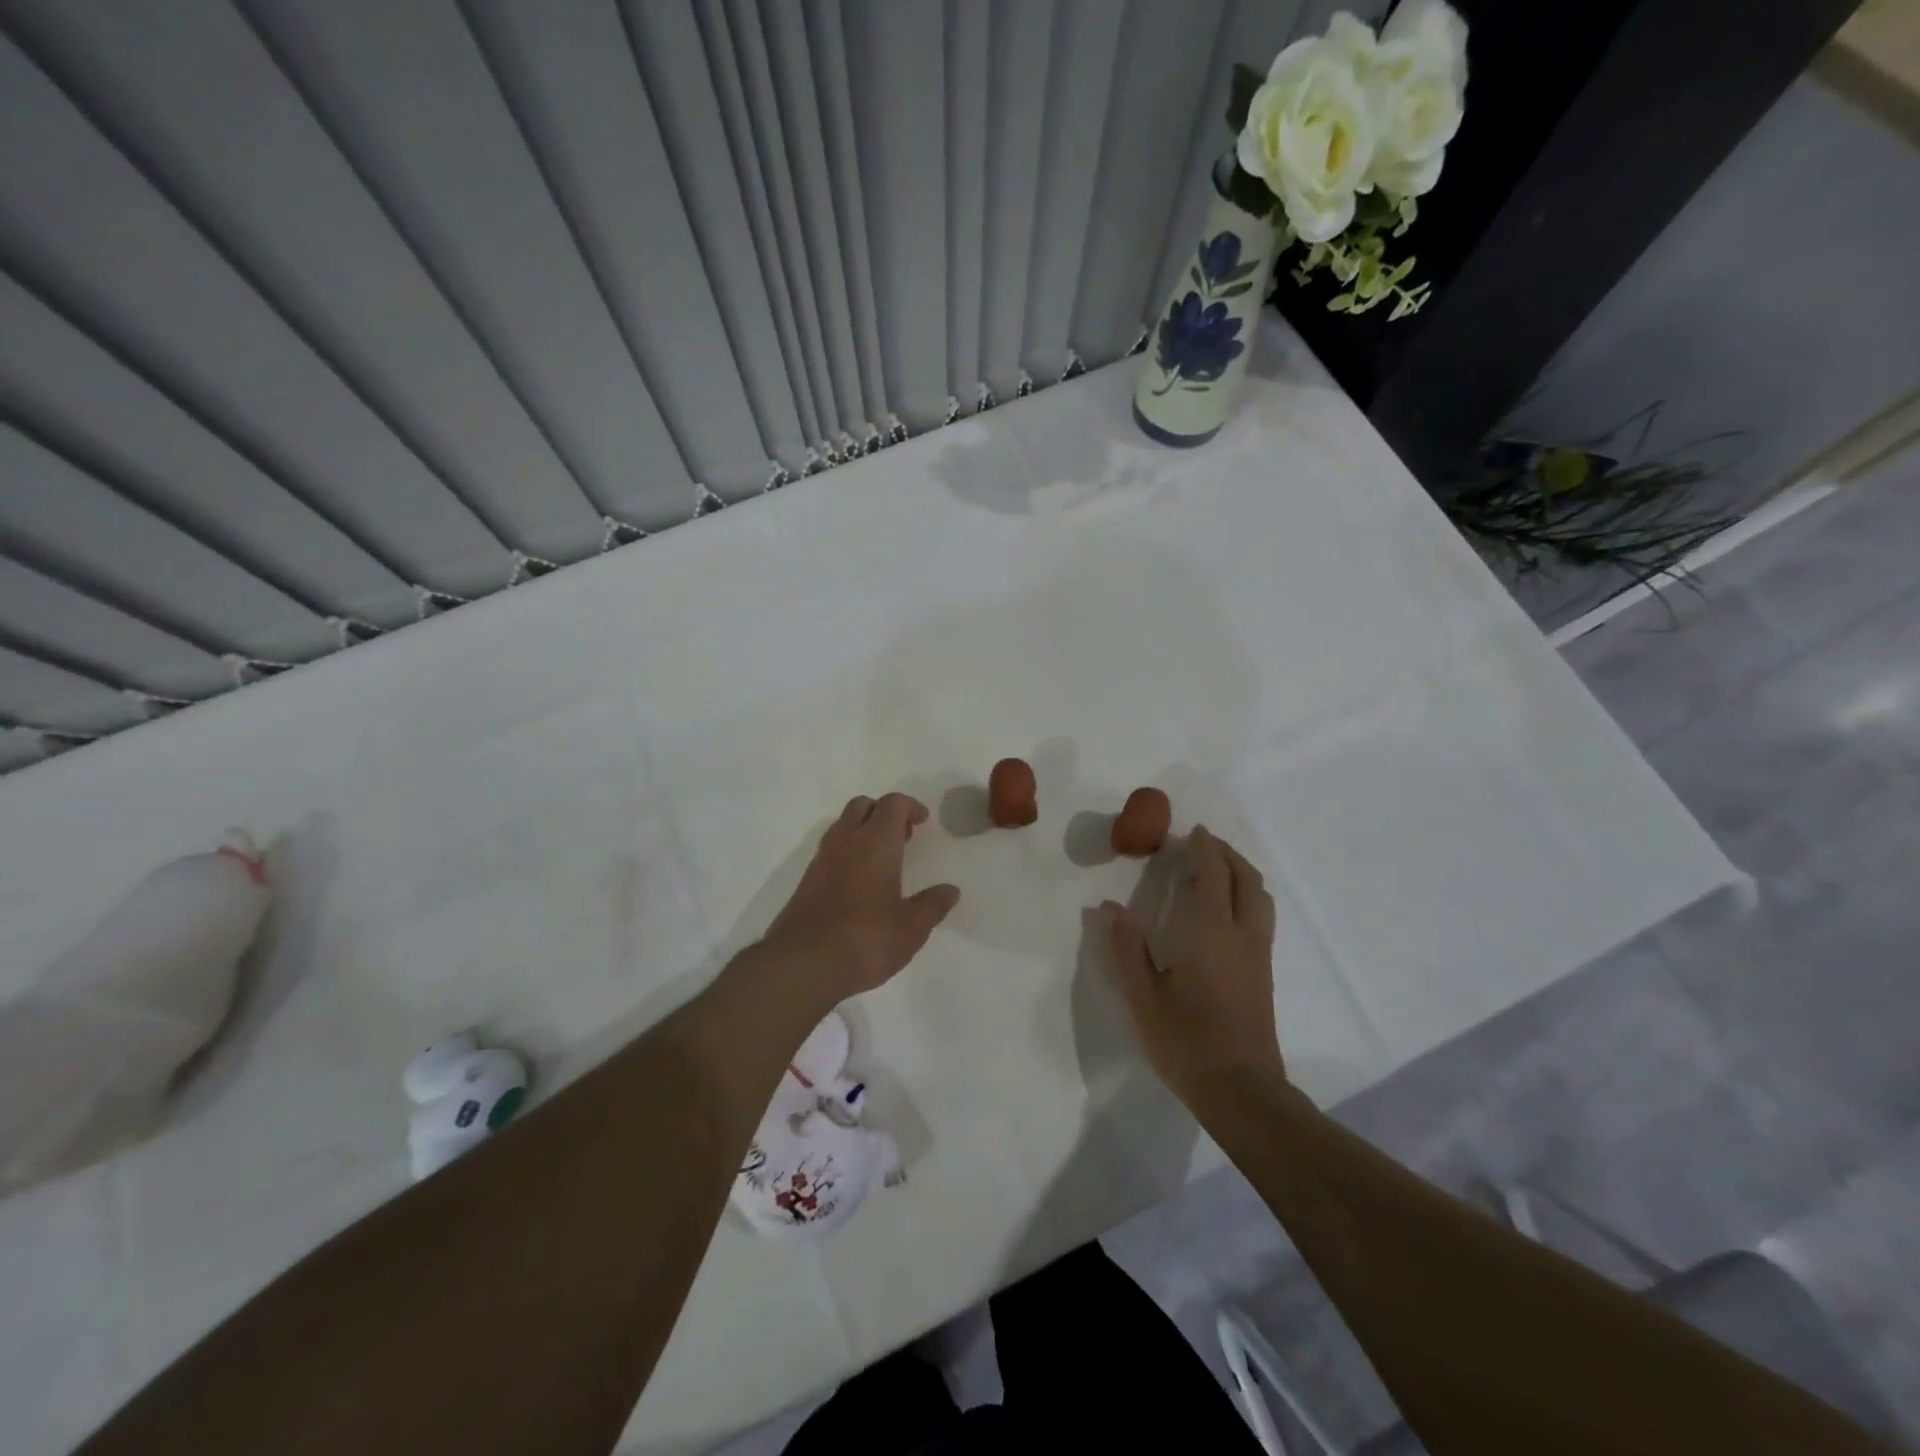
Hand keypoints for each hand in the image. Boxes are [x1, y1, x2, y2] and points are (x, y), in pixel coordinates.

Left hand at [759, 793, 959, 1006]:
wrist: (802, 964)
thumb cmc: (865, 939)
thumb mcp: (911, 929)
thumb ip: (932, 905)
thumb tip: (950, 891)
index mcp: (876, 843)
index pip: (893, 804)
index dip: (911, 806)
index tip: (923, 823)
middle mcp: (846, 841)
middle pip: (863, 805)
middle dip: (884, 812)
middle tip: (902, 837)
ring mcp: (822, 859)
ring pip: (843, 825)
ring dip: (863, 830)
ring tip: (883, 861)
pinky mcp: (807, 880)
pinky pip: (831, 849)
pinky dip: (848, 851)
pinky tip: (860, 882)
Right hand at [1102, 825, 1283, 1109]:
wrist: (1242, 1092)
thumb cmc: (1187, 1042)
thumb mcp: (1143, 997)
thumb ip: (1126, 949)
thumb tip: (1109, 908)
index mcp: (1212, 933)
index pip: (1213, 875)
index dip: (1204, 849)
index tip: (1190, 832)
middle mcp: (1242, 936)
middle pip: (1246, 879)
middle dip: (1227, 855)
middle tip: (1202, 845)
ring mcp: (1258, 956)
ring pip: (1260, 898)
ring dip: (1241, 874)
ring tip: (1217, 871)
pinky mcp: (1264, 975)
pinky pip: (1261, 917)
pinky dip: (1247, 896)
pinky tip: (1227, 911)